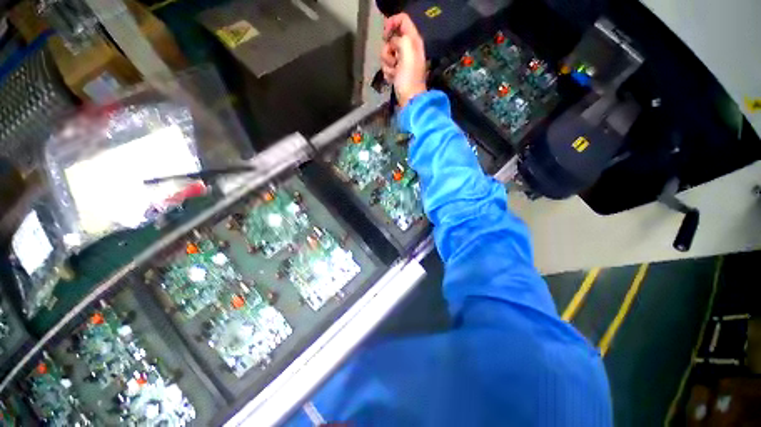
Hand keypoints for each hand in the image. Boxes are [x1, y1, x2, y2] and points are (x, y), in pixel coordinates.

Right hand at [381, 13, 426, 106]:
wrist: (410, 100)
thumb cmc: (409, 78)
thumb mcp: (407, 52)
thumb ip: (401, 38)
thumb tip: (393, 41)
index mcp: (413, 40)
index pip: (402, 20)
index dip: (391, 23)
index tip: (384, 35)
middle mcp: (408, 48)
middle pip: (391, 40)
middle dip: (388, 51)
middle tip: (394, 62)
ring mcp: (402, 61)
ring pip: (386, 54)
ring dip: (387, 65)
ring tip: (394, 73)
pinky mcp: (397, 72)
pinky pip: (386, 66)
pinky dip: (388, 73)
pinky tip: (393, 79)